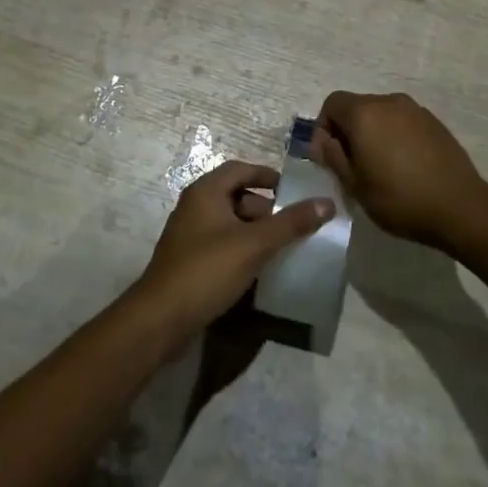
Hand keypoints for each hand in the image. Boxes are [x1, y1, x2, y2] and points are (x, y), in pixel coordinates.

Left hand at [133, 160, 333, 338]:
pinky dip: (240, 248)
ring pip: (228, 222)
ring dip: (253, 231)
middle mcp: (194, 206)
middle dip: (264, 208)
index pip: (240, 169)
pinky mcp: (188, 260)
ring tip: (279, 249)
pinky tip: (257, 269)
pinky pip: (220, 243)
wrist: (161, 318)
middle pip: (235, 195)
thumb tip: (327, 202)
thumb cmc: (207, 270)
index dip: (267, 176)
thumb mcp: (255, 244)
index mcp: (205, 191)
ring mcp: (188, 234)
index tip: (292, 191)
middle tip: (290, 226)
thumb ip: (291, 223)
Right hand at [312, 91, 487, 251]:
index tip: (328, 157)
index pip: (332, 103)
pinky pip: (403, 122)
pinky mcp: (435, 122)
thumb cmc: (399, 198)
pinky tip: (404, 166)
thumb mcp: (355, 185)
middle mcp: (389, 102)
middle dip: (348, 131)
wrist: (460, 207)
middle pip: (357, 107)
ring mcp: (415, 110)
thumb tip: (323, 142)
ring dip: (373, 133)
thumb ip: (333, 157)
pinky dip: (395, 136)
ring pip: (381, 114)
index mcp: (365, 113)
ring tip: (379, 166)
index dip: (323, 127)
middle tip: (351, 165)